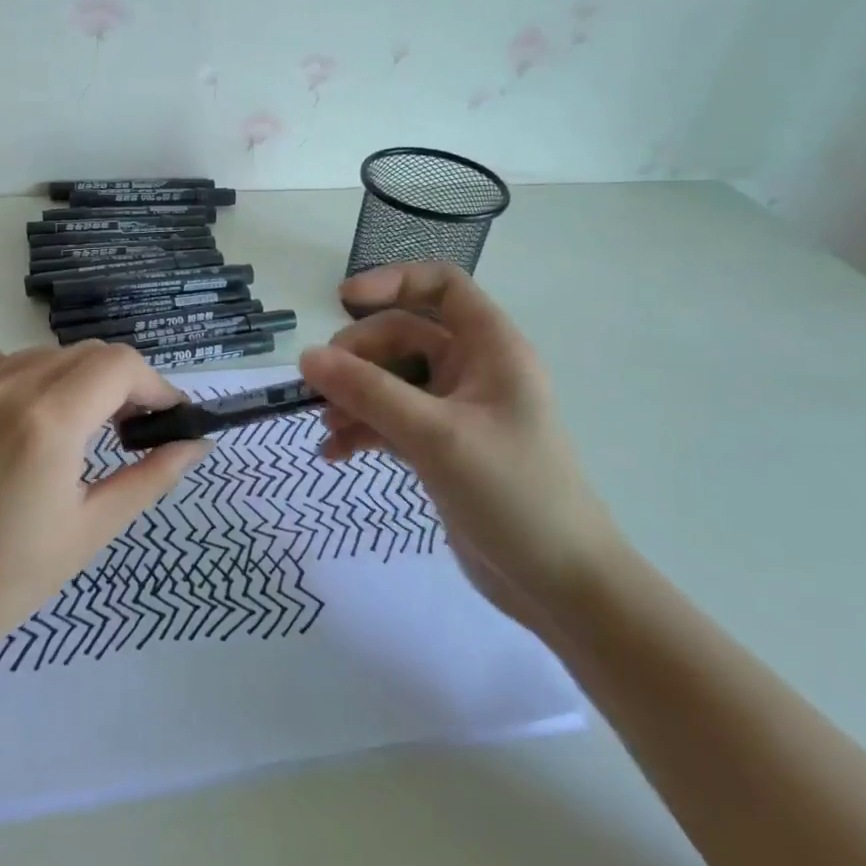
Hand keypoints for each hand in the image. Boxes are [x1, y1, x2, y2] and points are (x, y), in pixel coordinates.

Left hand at [0, 343, 208, 656]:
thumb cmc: (6, 580)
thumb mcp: (91, 529)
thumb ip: (150, 476)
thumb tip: (197, 443)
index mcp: (47, 424)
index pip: (119, 365)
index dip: (154, 385)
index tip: (165, 417)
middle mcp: (3, 390)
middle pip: (85, 354)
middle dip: (119, 383)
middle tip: (127, 429)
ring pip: (41, 355)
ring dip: (72, 381)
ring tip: (73, 430)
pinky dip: (23, 379)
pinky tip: (22, 421)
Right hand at [298, 263, 623, 639]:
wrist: (559, 584)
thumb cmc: (512, 493)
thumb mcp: (435, 435)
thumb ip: (368, 392)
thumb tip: (306, 357)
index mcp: (491, 348)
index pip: (443, 286)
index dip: (393, 281)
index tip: (343, 300)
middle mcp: (475, 371)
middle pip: (404, 336)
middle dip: (359, 356)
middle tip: (321, 386)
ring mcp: (457, 411)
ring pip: (392, 381)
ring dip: (354, 396)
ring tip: (325, 426)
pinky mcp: (443, 448)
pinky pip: (392, 421)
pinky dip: (363, 430)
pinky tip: (335, 453)